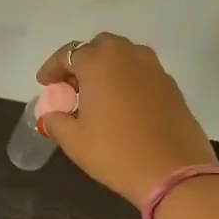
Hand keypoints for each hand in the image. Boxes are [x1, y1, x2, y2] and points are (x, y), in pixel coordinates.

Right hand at [36, 34, 218, 206]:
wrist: (173, 171)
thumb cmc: (116, 153)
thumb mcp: (74, 141)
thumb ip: (56, 121)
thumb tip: (52, 114)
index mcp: (99, 63)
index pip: (68, 54)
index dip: (53, 68)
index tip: (44, 84)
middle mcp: (128, 56)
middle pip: (99, 47)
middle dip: (83, 62)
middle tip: (73, 87)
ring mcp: (154, 68)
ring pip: (124, 57)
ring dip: (107, 69)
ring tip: (98, 96)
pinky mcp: (171, 85)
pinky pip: (142, 73)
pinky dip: (127, 81)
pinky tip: (122, 106)